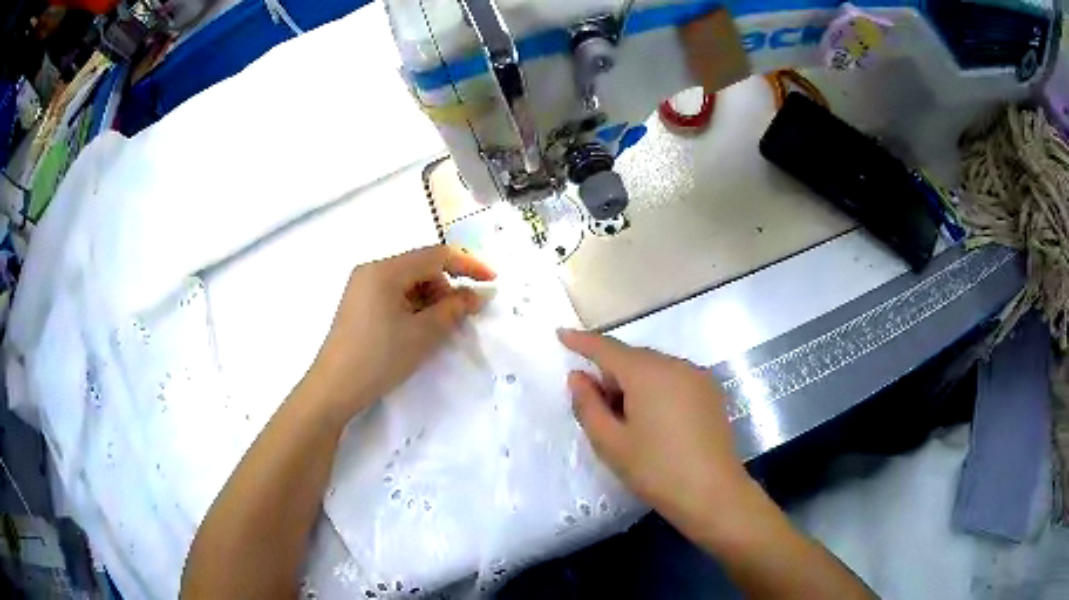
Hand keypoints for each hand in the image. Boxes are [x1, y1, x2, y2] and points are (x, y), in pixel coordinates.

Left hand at [305, 245, 494, 422]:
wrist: (334, 389)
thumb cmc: (379, 359)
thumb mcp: (423, 334)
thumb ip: (454, 309)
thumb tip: (477, 294)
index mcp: (385, 269)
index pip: (435, 255)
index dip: (467, 265)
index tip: (491, 281)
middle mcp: (372, 270)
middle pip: (421, 267)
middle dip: (446, 287)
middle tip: (462, 316)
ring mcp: (362, 286)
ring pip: (408, 282)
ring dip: (430, 299)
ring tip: (438, 328)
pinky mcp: (358, 303)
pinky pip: (394, 294)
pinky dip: (413, 306)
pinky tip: (417, 329)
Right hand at [558, 329, 757, 539]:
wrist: (713, 493)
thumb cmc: (655, 470)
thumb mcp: (611, 442)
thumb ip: (588, 405)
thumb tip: (578, 377)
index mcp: (648, 373)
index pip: (607, 348)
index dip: (582, 341)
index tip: (561, 334)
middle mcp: (676, 364)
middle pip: (633, 358)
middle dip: (610, 374)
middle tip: (597, 408)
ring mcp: (698, 377)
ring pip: (654, 369)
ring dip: (634, 384)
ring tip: (627, 422)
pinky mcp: (711, 392)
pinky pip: (673, 379)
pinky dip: (656, 389)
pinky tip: (655, 422)